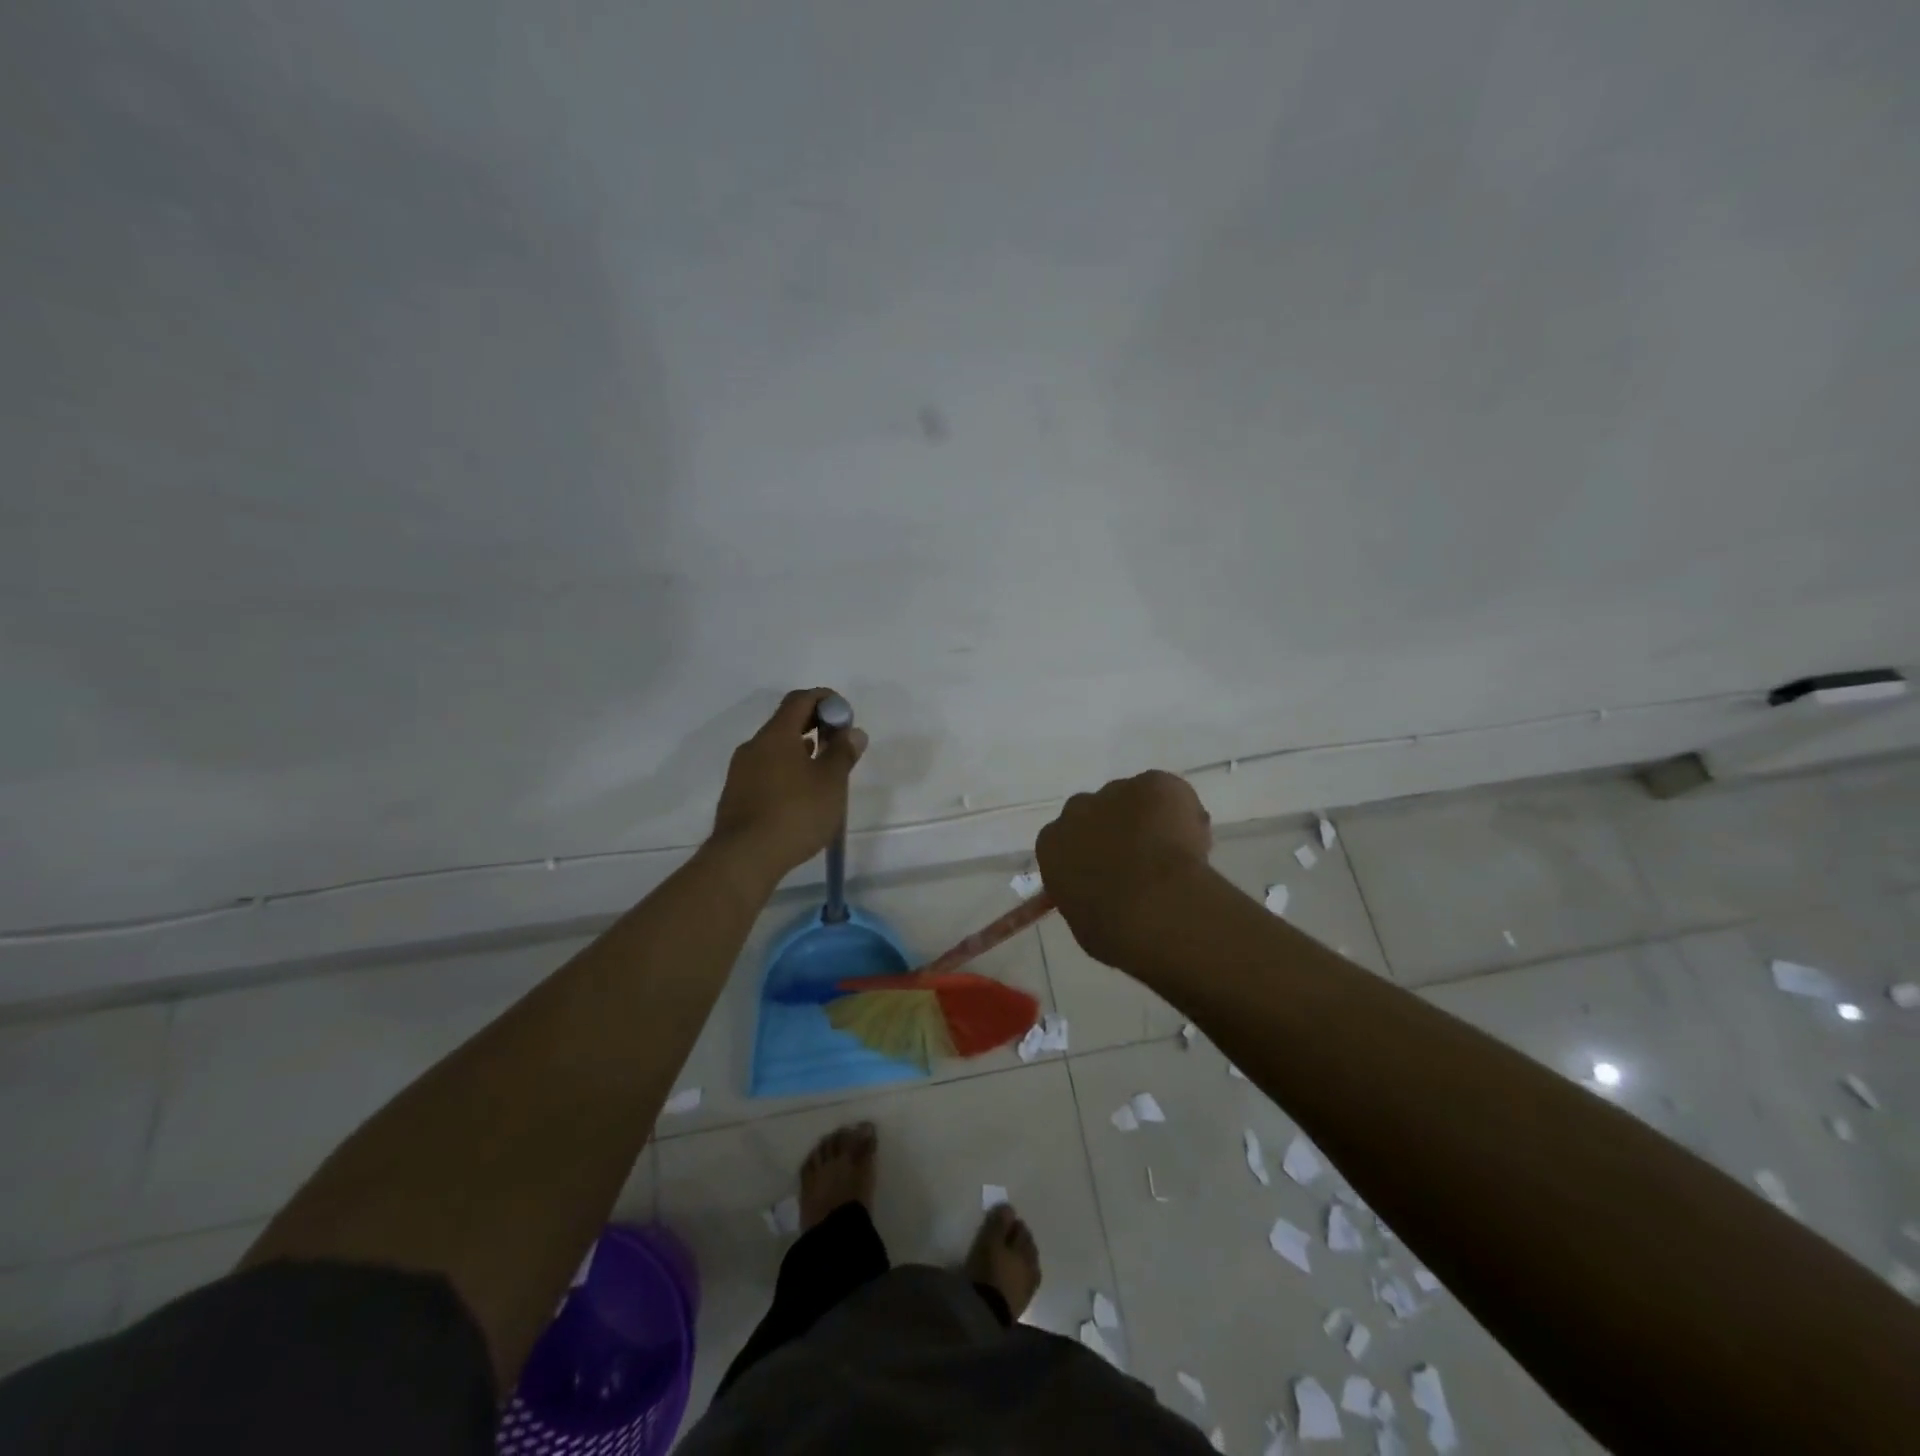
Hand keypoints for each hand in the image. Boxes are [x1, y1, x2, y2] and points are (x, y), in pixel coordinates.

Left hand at [711, 688, 868, 879]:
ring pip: (775, 748)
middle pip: (786, 722)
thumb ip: (843, 753)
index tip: (845, 716)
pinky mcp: (736, 795)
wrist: (744, 857)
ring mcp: (741, 771)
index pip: (801, 699)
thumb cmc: (795, 813)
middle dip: (815, 725)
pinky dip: (786, 770)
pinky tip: (800, 793)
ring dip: (800, 750)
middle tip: (839, 742)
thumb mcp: (831, 783)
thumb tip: (853, 732)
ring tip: (823, 769)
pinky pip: (766, 770)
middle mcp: (754, 746)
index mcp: (776, 735)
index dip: (826, 700)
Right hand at [1035, 770, 1212, 967]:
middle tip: (1143, 861)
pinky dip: (1182, 812)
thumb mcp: (1083, 917)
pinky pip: (1168, 793)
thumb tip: (1102, 892)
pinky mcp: (1155, 784)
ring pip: (1134, 800)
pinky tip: (1192, 844)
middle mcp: (1078, 810)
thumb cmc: (1111, 928)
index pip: (1066, 841)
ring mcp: (1117, 791)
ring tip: (1175, 855)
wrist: (1154, 908)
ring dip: (1149, 820)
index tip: (1110, 872)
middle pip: (1096, 812)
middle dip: (1116, 830)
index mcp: (1052, 843)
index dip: (1091, 854)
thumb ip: (1086, 893)